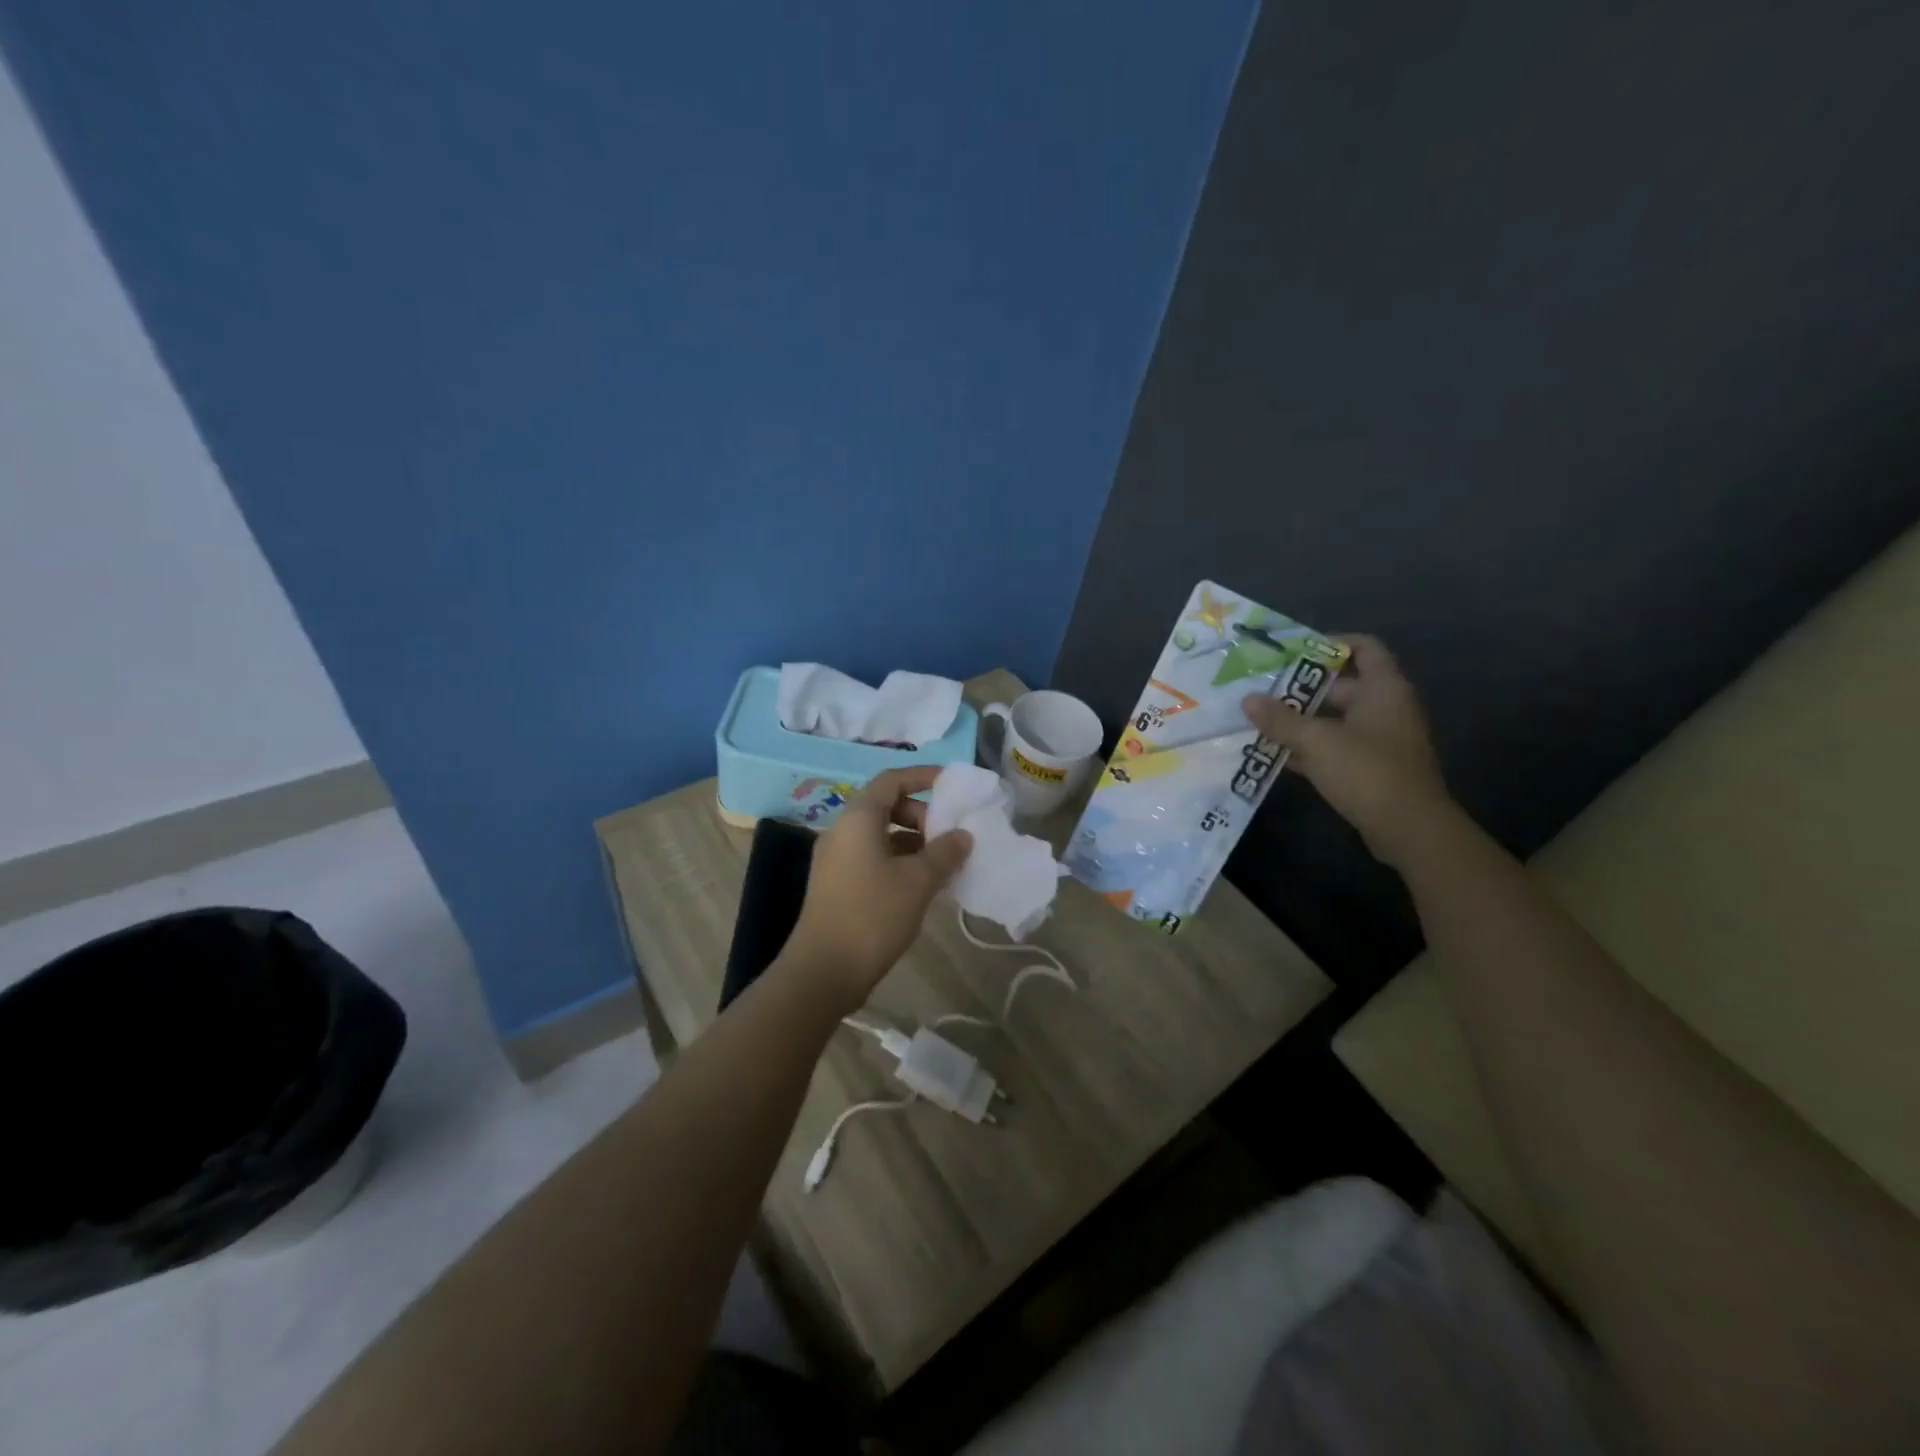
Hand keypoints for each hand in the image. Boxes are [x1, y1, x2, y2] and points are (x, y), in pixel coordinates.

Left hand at [783, 767, 971, 1010]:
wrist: (823, 970)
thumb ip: (944, 852)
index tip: (951, 785)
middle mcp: (842, 831)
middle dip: (921, 815)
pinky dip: (899, 861)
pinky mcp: (836, 884)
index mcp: (858, 818)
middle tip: (948, 836)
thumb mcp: (918, 881)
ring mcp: (836, 859)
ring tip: (942, 865)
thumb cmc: (873, 914)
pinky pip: (872, 857)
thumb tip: (963, 834)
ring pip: (880, 835)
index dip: (922, 777)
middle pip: (885, 806)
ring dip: (913, 842)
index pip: (892, 780)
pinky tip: (921, 886)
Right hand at [1243, 635, 1452, 865]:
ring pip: (1334, 719)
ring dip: (1300, 720)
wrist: (1409, 829)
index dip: (1331, 643)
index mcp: (1383, 689)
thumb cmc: (1367, 771)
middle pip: (1342, 685)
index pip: (1364, 647)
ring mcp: (1380, 740)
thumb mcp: (1316, 741)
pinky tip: (1275, 754)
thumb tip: (1248, 700)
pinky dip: (1309, 748)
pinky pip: (1335, 747)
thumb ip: (1280, 719)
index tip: (1293, 652)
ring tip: (1260, 720)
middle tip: (1262, 689)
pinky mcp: (1371, 768)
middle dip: (1301, 687)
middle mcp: (1385, 708)